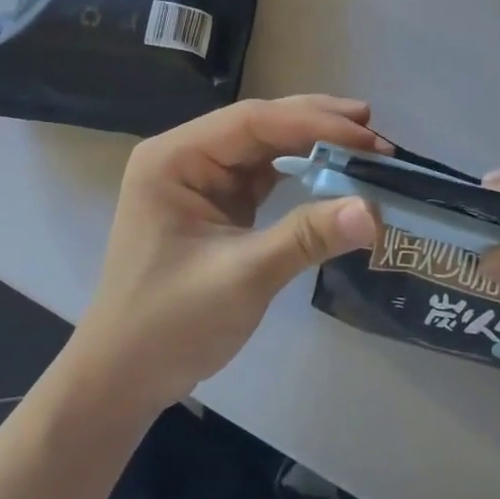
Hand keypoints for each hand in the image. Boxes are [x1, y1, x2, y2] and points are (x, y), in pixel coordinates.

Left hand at [66, 96, 382, 417]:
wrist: (125, 376)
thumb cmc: (170, 324)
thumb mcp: (242, 277)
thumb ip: (306, 237)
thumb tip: (374, 211)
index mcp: (174, 158)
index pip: (252, 122)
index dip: (313, 123)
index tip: (366, 137)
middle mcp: (185, 156)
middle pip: (260, 126)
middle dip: (317, 125)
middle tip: (374, 130)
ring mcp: (200, 180)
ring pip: (264, 147)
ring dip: (312, 144)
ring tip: (364, 144)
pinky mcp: (216, 205)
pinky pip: (263, 176)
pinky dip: (300, 172)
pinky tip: (332, 171)